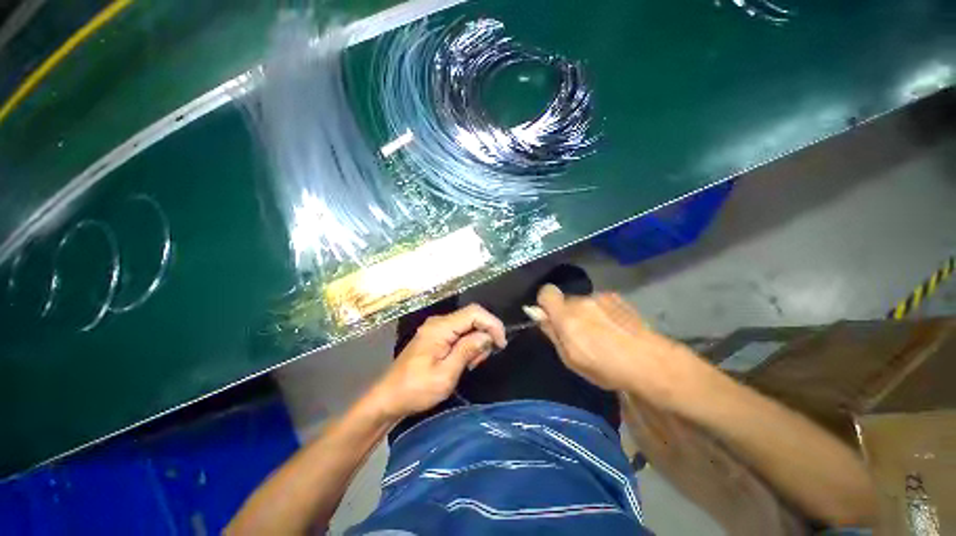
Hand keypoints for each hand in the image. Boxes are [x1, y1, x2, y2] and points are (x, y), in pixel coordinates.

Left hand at [371, 304, 506, 419]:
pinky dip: (468, 343)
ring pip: (467, 324)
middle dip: (485, 334)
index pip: (474, 313)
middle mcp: (438, 322)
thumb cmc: (416, 390)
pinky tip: (465, 360)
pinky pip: (459, 332)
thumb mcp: (445, 374)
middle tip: (484, 358)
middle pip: (472, 316)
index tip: (501, 344)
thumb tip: (487, 336)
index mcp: (440, 328)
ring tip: (473, 363)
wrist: (389, 398)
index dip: (492, 324)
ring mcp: (436, 328)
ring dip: (477, 340)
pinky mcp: (436, 336)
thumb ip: (467, 351)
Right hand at [536, 284, 716, 408]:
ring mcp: (601, 297)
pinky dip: (600, 312)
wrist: (649, 361)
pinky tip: (614, 329)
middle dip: (566, 313)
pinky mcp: (617, 298)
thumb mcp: (570, 358)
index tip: (550, 317)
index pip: (546, 292)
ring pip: (583, 302)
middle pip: (565, 299)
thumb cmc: (605, 366)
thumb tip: (537, 314)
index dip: (544, 302)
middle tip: (578, 334)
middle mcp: (581, 301)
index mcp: (567, 316)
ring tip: (601, 334)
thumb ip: (552, 332)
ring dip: (584, 313)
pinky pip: (599, 302)